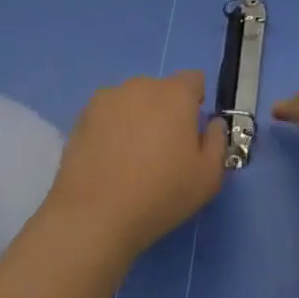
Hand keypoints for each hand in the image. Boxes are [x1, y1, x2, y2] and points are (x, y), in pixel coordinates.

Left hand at [44, 72, 226, 259]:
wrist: (93, 217)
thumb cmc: (160, 194)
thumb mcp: (209, 176)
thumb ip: (217, 141)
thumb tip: (211, 123)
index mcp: (176, 94)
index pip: (194, 80)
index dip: (196, 102)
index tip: (190, 133)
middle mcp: (141, 86)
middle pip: (161, 90)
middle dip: (165, 111)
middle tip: (161, 150)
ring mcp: (107, 99)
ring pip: (132, 101)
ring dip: (137, 118)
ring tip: (130, 157)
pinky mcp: (81, 117)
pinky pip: (107, 115)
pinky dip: (111, 129)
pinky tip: (107, 161)